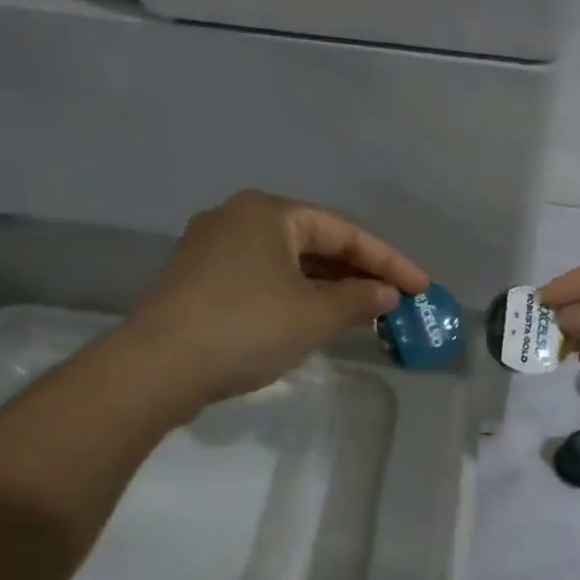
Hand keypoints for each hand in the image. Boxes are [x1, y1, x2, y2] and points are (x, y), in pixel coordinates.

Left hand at [129, 190, 428, 406]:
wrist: (157, 367)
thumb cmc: (246, 328)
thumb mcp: (313, 315)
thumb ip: (358, 300)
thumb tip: (387, 295)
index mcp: (268, 212)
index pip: (344, 231)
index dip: (389, 261)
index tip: (421, 287)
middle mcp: (238, 219)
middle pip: (315, 243)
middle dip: (357, 273)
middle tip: (394, 300)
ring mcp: (213, 249)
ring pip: (288, 263)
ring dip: (328, 288)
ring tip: (364, 313)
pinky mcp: (199, 280)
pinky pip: (263, 279)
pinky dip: (296, 296)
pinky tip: (316, 320)